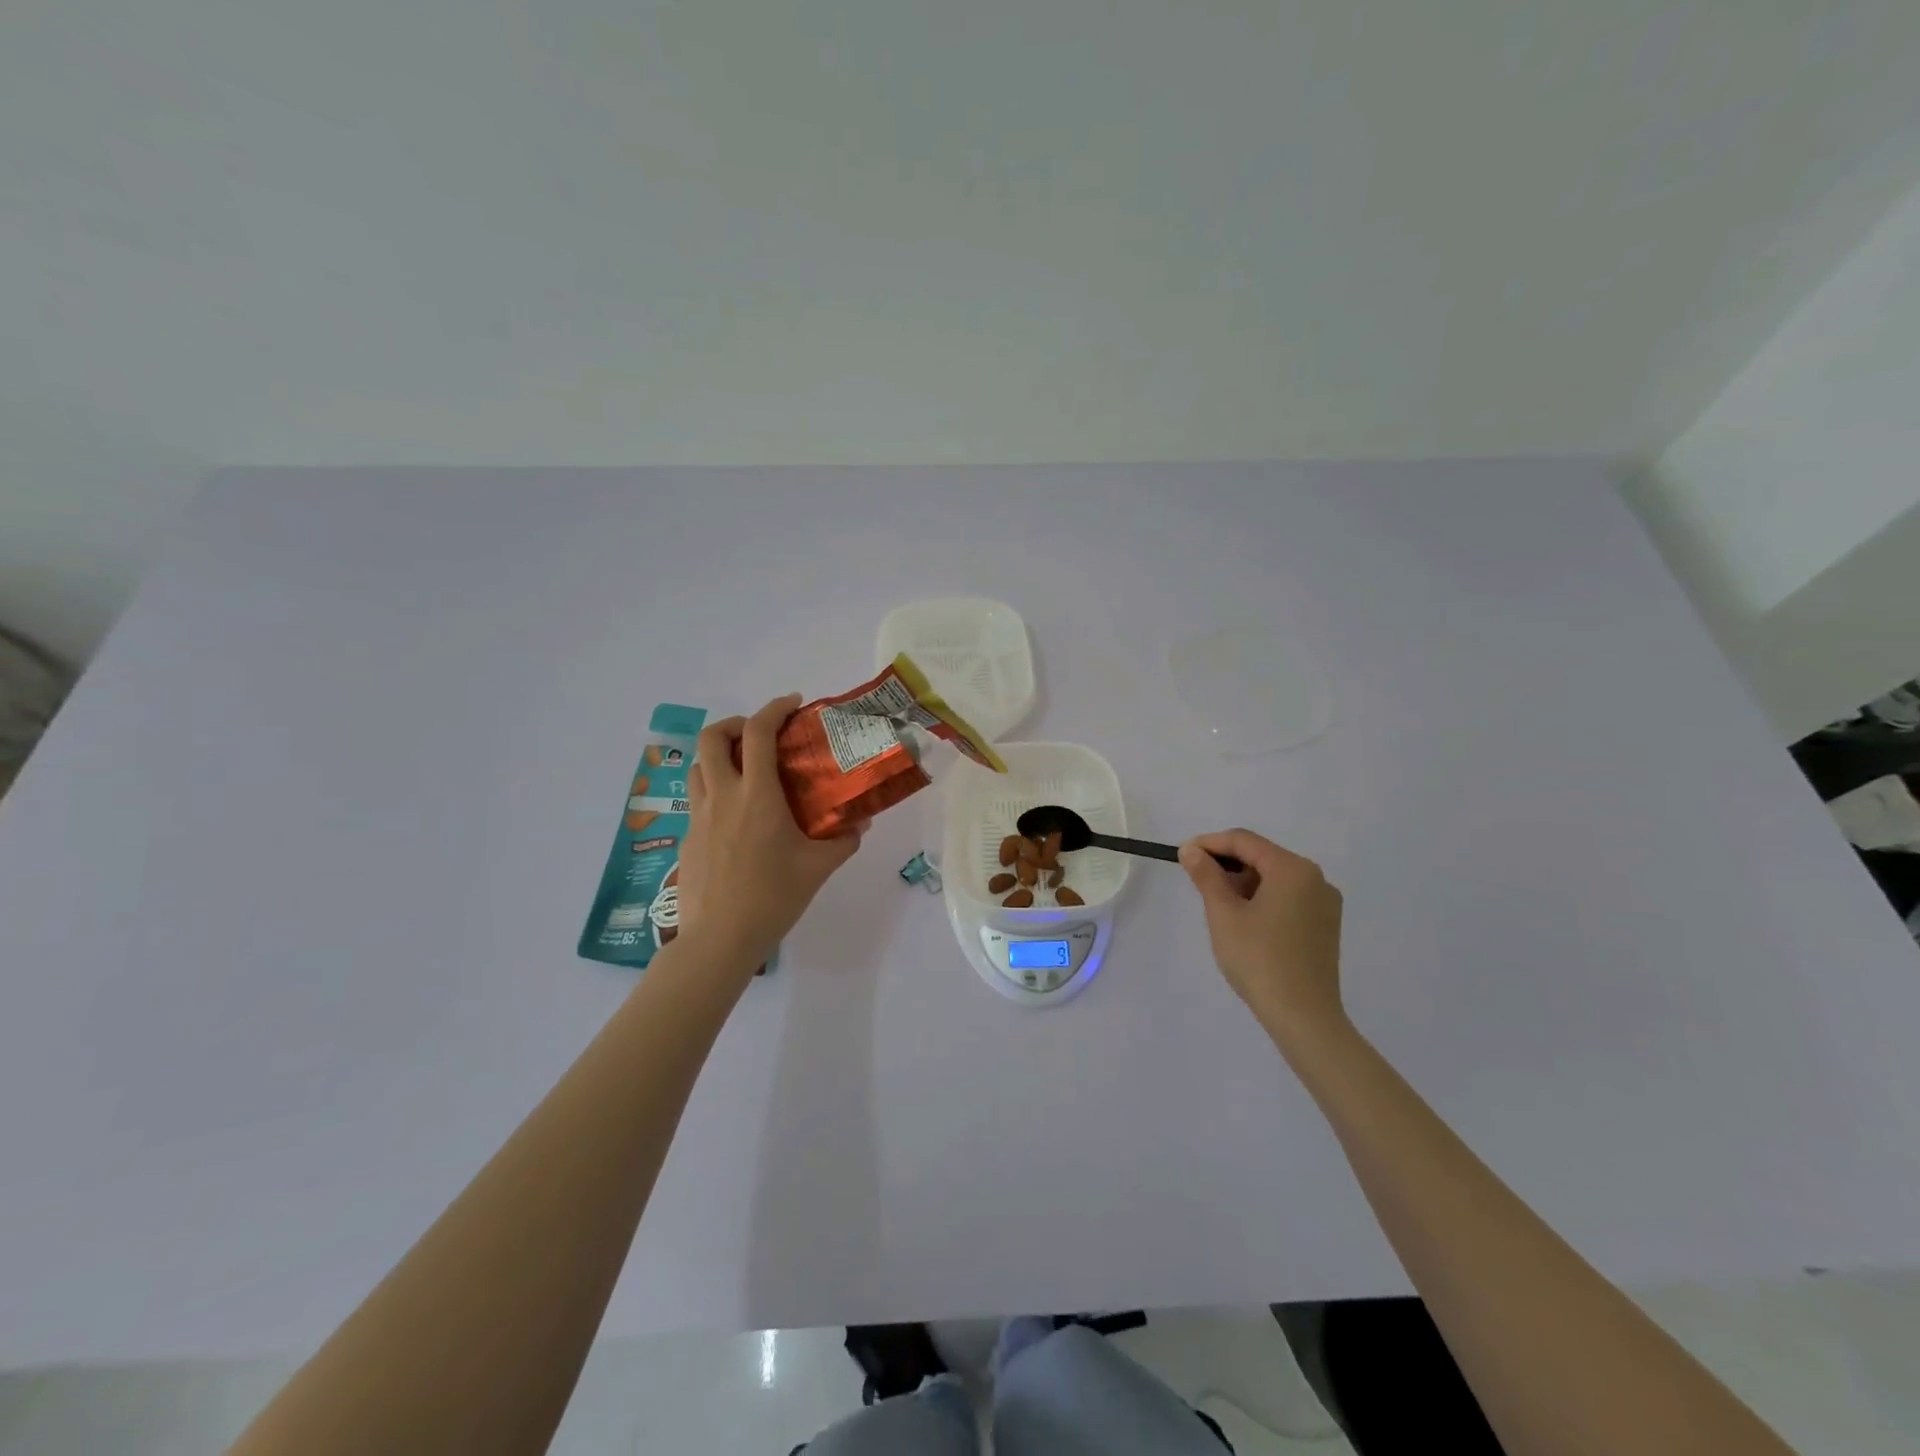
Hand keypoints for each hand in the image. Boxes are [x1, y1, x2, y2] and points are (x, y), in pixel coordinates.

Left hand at [675, 695, 864, 975]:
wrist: (719, 939)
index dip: (774, 709)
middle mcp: (722, 796)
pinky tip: (736, 815)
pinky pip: (697, 797)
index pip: (758, 733)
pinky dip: (715, 787)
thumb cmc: (772, 898)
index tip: (793, 705)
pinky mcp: (688, 837)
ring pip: (698, 765)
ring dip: (719, 754)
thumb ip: (843, 840)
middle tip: (760, 736)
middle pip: (712, 737)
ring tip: (745, 769)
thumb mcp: (818, 867)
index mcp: (757, 795)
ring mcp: (699, 816)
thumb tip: (860, 823)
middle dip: (735, 724)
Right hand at [1178, 829, 1345, 1039]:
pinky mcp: (1326, 925)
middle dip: (1227, 865)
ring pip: (1275, 878)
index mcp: (1293, 869)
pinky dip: (1263, 899)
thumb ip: (1206, 876)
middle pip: (1262, 857)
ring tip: (1219, 906)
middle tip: (1197, 883)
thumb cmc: (1258, 959)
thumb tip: (1191, 850)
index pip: (1244, 841)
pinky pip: (1289, 897)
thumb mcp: (1223, 914)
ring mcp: (1325, 903)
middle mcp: (1316, 878)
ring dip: (1244, 883)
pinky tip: (1245, 921)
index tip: (1182, 855)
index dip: (1210, 843)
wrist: (1303, 1016)